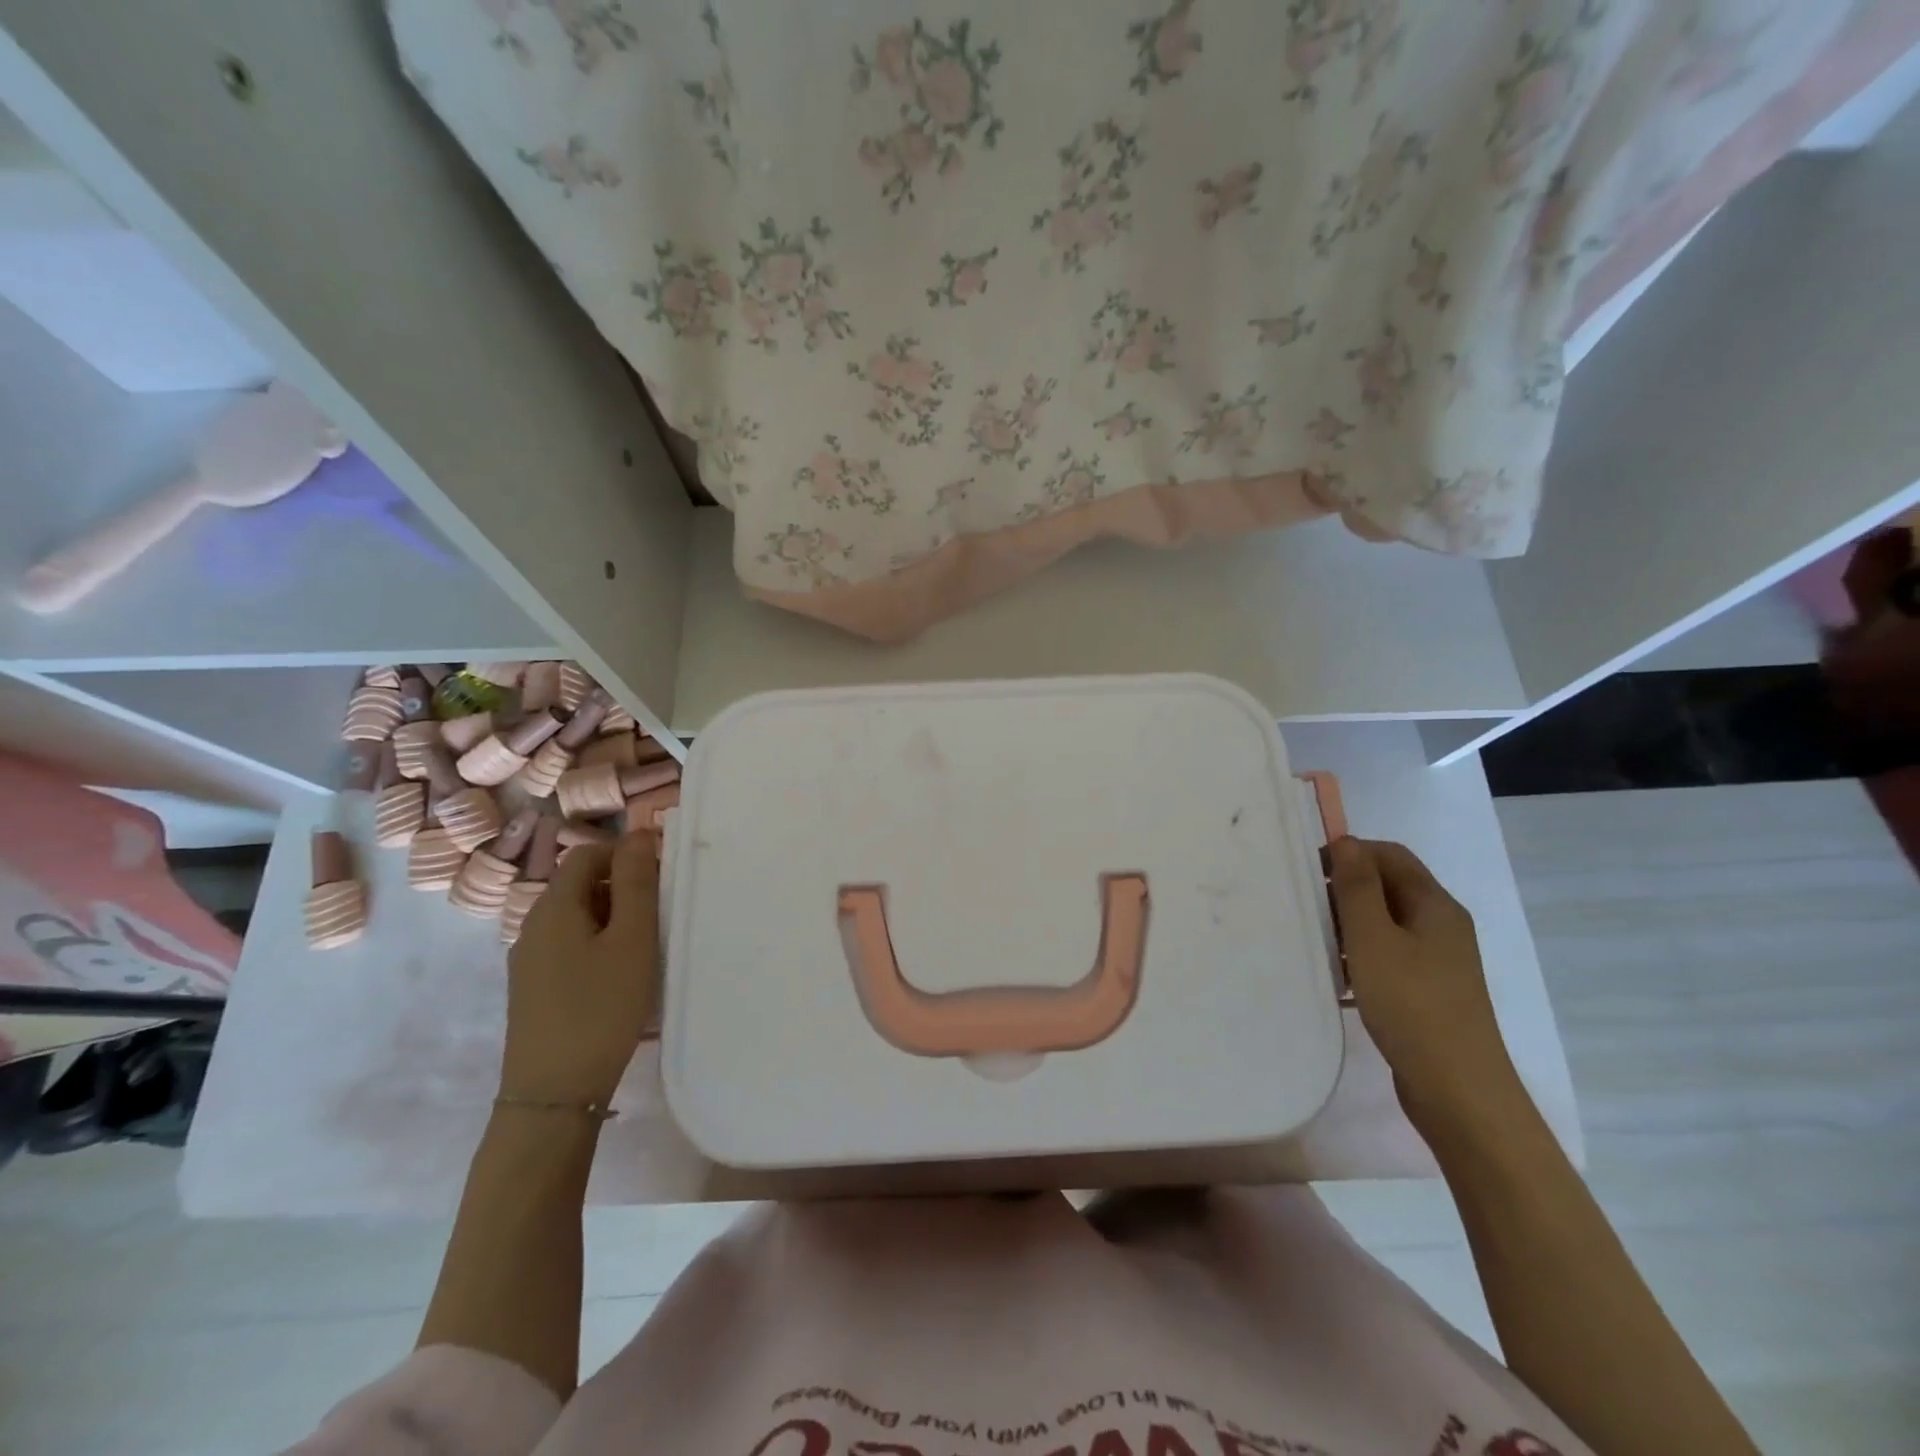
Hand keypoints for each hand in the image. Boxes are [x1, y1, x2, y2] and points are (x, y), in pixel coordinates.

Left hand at [500, 832, 659, 1107]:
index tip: (660, 881)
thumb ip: (637, 883)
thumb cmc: (601, 1007)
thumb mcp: (632, 940)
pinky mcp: (533, 988)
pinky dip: (597, 945)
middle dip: (622, 888)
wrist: (554, 1093)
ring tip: (644, 949)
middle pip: (579, 884)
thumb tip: (637, 834)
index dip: (625, 856)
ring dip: (612, 919)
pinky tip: (618, 977)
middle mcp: (532, 925)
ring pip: (576, 917)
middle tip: (659, 917)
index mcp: (553, 906)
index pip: (587, 854)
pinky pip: (568, 945)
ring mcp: (528, 959)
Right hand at [1327, 837, 1528, 1134]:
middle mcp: (1442, 925)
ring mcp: (1438, 960)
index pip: (1389, 855)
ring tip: (1316, 941)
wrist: (1458, 1090)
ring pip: (1386, 922)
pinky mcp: (1428, 990)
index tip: (1308, 870)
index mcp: (1435, 905)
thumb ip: (1356, 886)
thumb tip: (1345, 840)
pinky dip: (1361, 955)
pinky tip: (1338, 978)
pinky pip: (1389, 954)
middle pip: (1389, 886)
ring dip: (1349, 924)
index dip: (1349, 852)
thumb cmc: (1411, 1004)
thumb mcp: (1373, 939)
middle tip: (1306, 906)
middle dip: (1345, 888)